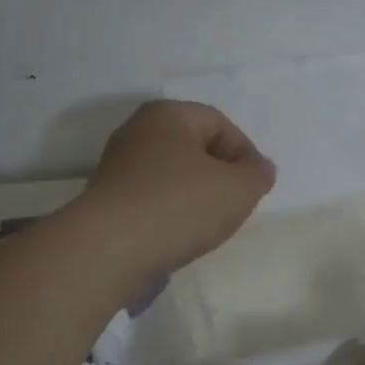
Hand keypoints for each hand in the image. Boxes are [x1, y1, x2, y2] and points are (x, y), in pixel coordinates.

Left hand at [73, 100, 275, 276]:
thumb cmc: (178, 206)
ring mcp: (117, 167)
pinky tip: (176, 238)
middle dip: (219, 178)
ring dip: (194, 199)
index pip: (221, 125)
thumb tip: (258, 168)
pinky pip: (151, 200)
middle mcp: (138, 132)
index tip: (253, 190)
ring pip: (173, 177)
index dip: (245, 156)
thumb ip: (258, 174)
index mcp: (168, 114)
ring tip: (205, 228)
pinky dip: (169, 215)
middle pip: (195, 150)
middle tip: (232, 208)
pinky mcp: (106, 201)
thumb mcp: (238, 189)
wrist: (108, 250)